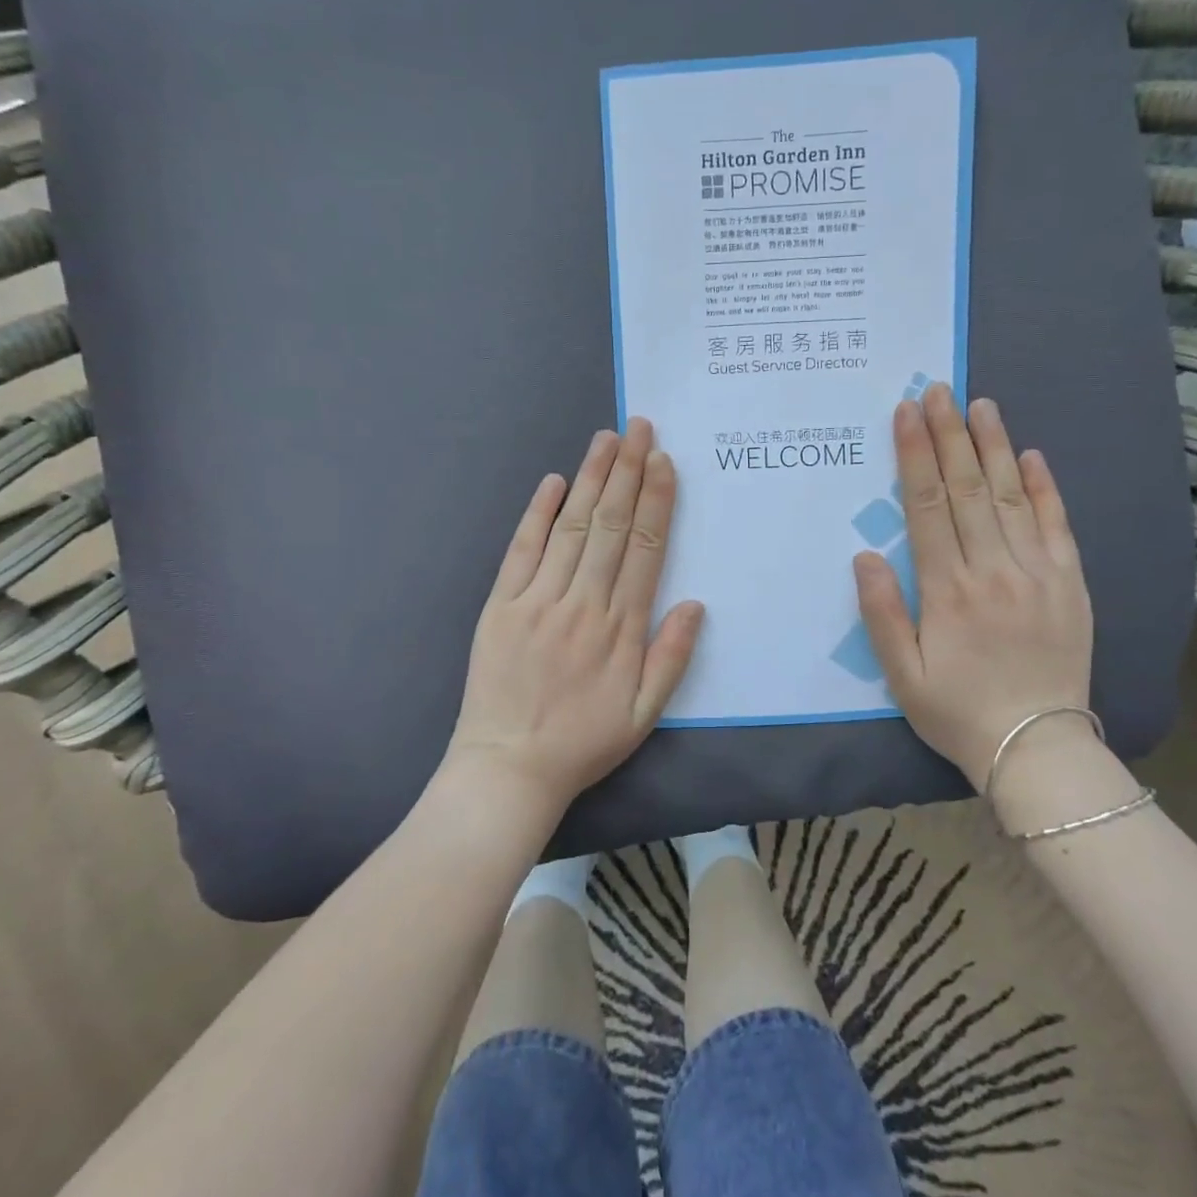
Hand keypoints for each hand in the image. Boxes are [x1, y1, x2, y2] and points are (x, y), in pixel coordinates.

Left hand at [443, 419, 704, 822]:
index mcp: (621, 628)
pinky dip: (539, 513)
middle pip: (612, 525)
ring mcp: (538, 600)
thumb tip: (695, 603)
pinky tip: (554, 482)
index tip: (664, 462)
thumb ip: (671, 657)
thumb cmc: (582, 743)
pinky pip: (522, 550)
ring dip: (592, 479)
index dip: (657, 501)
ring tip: (607, 439)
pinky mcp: (501, 605)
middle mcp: (582, 603)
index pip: (646, 549)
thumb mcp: (643, 715)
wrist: (508, 768)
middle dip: (628, 472)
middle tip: (640, 428)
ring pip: (572, 528)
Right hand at [853, 384, 1094, 788]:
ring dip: (995, 447)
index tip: (906, 414)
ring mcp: (1038, 573)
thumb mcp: (901, 674)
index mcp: (948, 590)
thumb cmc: (958, 711)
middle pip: (969, 489)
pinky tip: (1033, 456)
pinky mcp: (1070, 584)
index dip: (915, 457)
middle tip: (938, 391)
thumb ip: (880, 613)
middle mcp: (994, 570)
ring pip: (1013, 497)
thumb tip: (865, 555)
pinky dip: (1046, 488)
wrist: (1037, 748)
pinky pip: (1058, 526)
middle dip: (949, 435)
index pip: (928, 507)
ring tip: (980, 406)